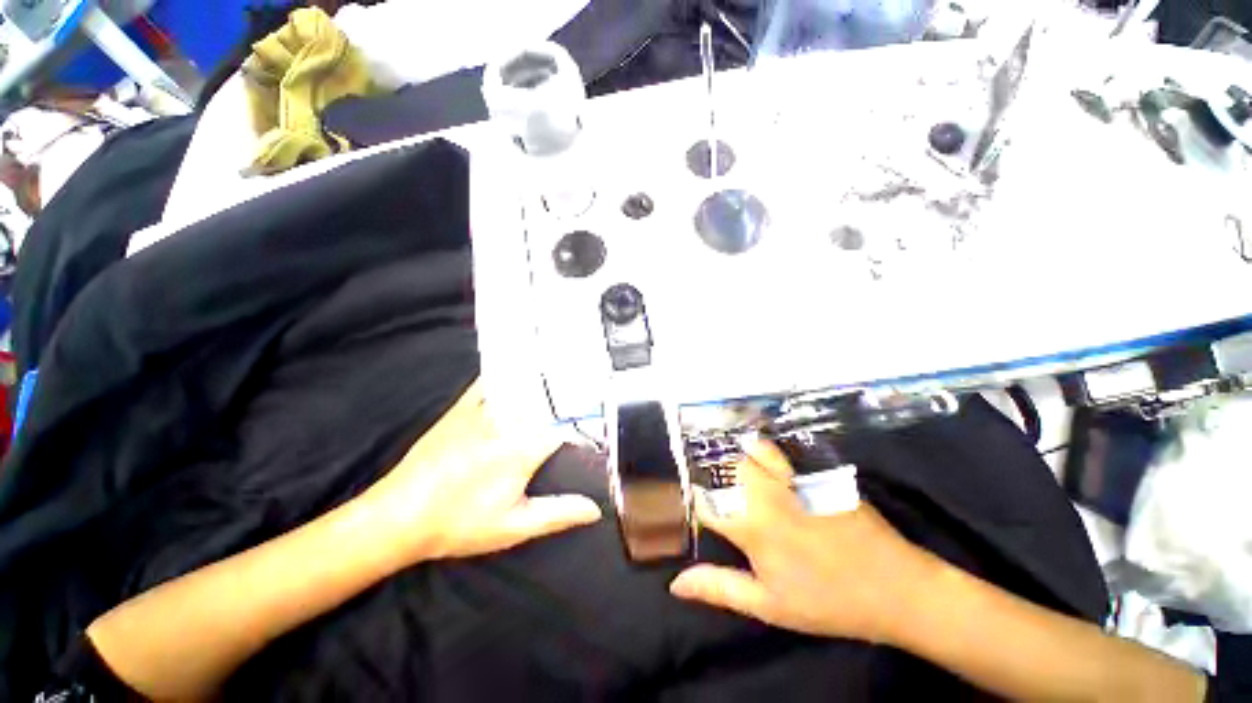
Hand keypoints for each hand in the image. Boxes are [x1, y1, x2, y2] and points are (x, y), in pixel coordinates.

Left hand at [358, 379, 601, 564]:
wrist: (398, 516)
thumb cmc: (458, 524)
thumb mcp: (513, 527)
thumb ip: (557, 514)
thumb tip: (595, 509)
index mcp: (523, 448)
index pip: (567, 427)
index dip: (587, 425)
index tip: (602, 423)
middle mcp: (508, 421)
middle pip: (549, 401)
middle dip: (571, 398)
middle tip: (592, 391)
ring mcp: (483, 411)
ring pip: (523, 388)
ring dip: (545, 382)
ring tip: (567, 372)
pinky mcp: (462, 408)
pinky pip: (489, 383)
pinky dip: (506, 374)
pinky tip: (519, 366)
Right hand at [670, 439, 939, 644]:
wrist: (896, 587)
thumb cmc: (827, 602)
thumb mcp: (769, 605)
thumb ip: (719, 587)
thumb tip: (675, 583)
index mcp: (751, 526)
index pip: (703, 503)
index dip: (688, 502)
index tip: (682, 505)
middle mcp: (766, 494)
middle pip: (724, 469)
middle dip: (711, 476)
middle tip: (709, 489)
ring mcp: (792, 479)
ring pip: (749, 452)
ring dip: (734, 456)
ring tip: (728, 467)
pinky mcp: (812, 473)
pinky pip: (779, 452)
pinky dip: (760, 450)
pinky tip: (757, 456)